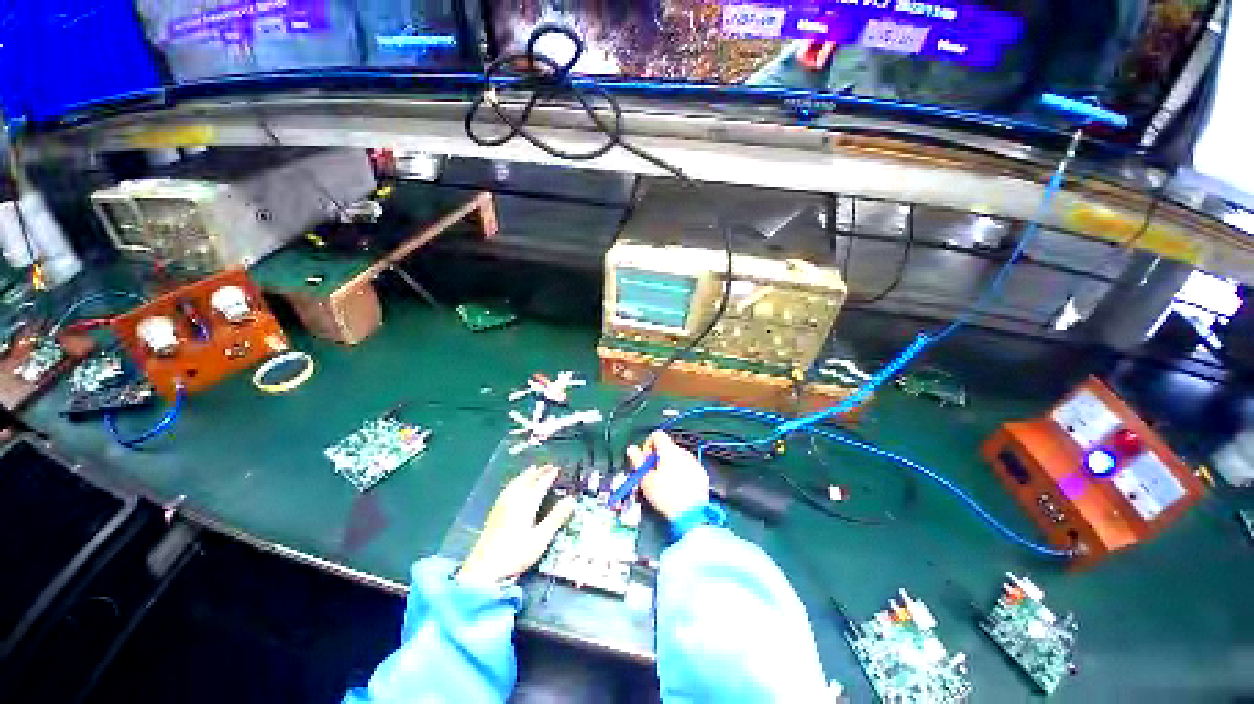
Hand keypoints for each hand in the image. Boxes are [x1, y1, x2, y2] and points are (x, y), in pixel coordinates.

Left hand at [458, 465, 576, 586]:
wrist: (483, 569)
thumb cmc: (516, 554)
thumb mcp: (541, 538)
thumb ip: (556, 518)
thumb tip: (571, 499)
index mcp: (527, 503)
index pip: (540, 484)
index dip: (549, 476)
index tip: (558, 469)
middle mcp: (514, 499)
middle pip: (528, 481)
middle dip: (539, 472)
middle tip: (548, 465)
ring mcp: (502, 505)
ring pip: (516, 483)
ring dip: (526, 474)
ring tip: (533, 469)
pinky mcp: (495, 512)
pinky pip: (508, 488)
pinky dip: (516, 481)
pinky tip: (514, 485)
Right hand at [626, 431, 709, 521]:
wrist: (692, 514)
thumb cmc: (666, 496)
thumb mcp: (646, 480)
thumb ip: (638, 461)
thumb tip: (632, 449)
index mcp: (669, 450)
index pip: (657, 435)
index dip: (647, 446)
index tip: (645, 461)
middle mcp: (683, 452)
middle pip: (667, 447)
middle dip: (657, 458)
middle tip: (652, 475)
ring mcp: (695, 463)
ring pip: (677, 458)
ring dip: (669, 465)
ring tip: (665, 484)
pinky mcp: (702, 474)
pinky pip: (688, 467)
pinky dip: (681, 473)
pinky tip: (677, 489)